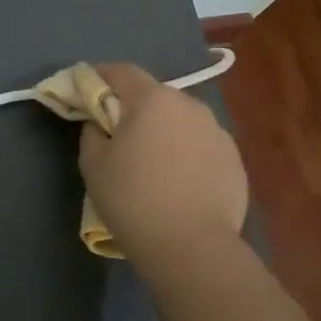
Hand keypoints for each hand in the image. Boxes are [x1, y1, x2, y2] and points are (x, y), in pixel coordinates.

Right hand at [77, 62, 247, 263]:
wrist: (193, 248)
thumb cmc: (133, 199)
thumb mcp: (93, 163)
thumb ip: (92, 131)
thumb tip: (101, 123)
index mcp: (153, 99)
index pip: (122, 71)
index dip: (100, 76)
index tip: (86, 90)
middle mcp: (190, 105)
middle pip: (154, 95)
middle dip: (133, 107)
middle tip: (117, 133)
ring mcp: (217, 132)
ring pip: (180, 121)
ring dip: (163, 131)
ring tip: (152, 162)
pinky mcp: (235, 160)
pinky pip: (200, 146)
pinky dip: (185, 154)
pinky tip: (178, 182)